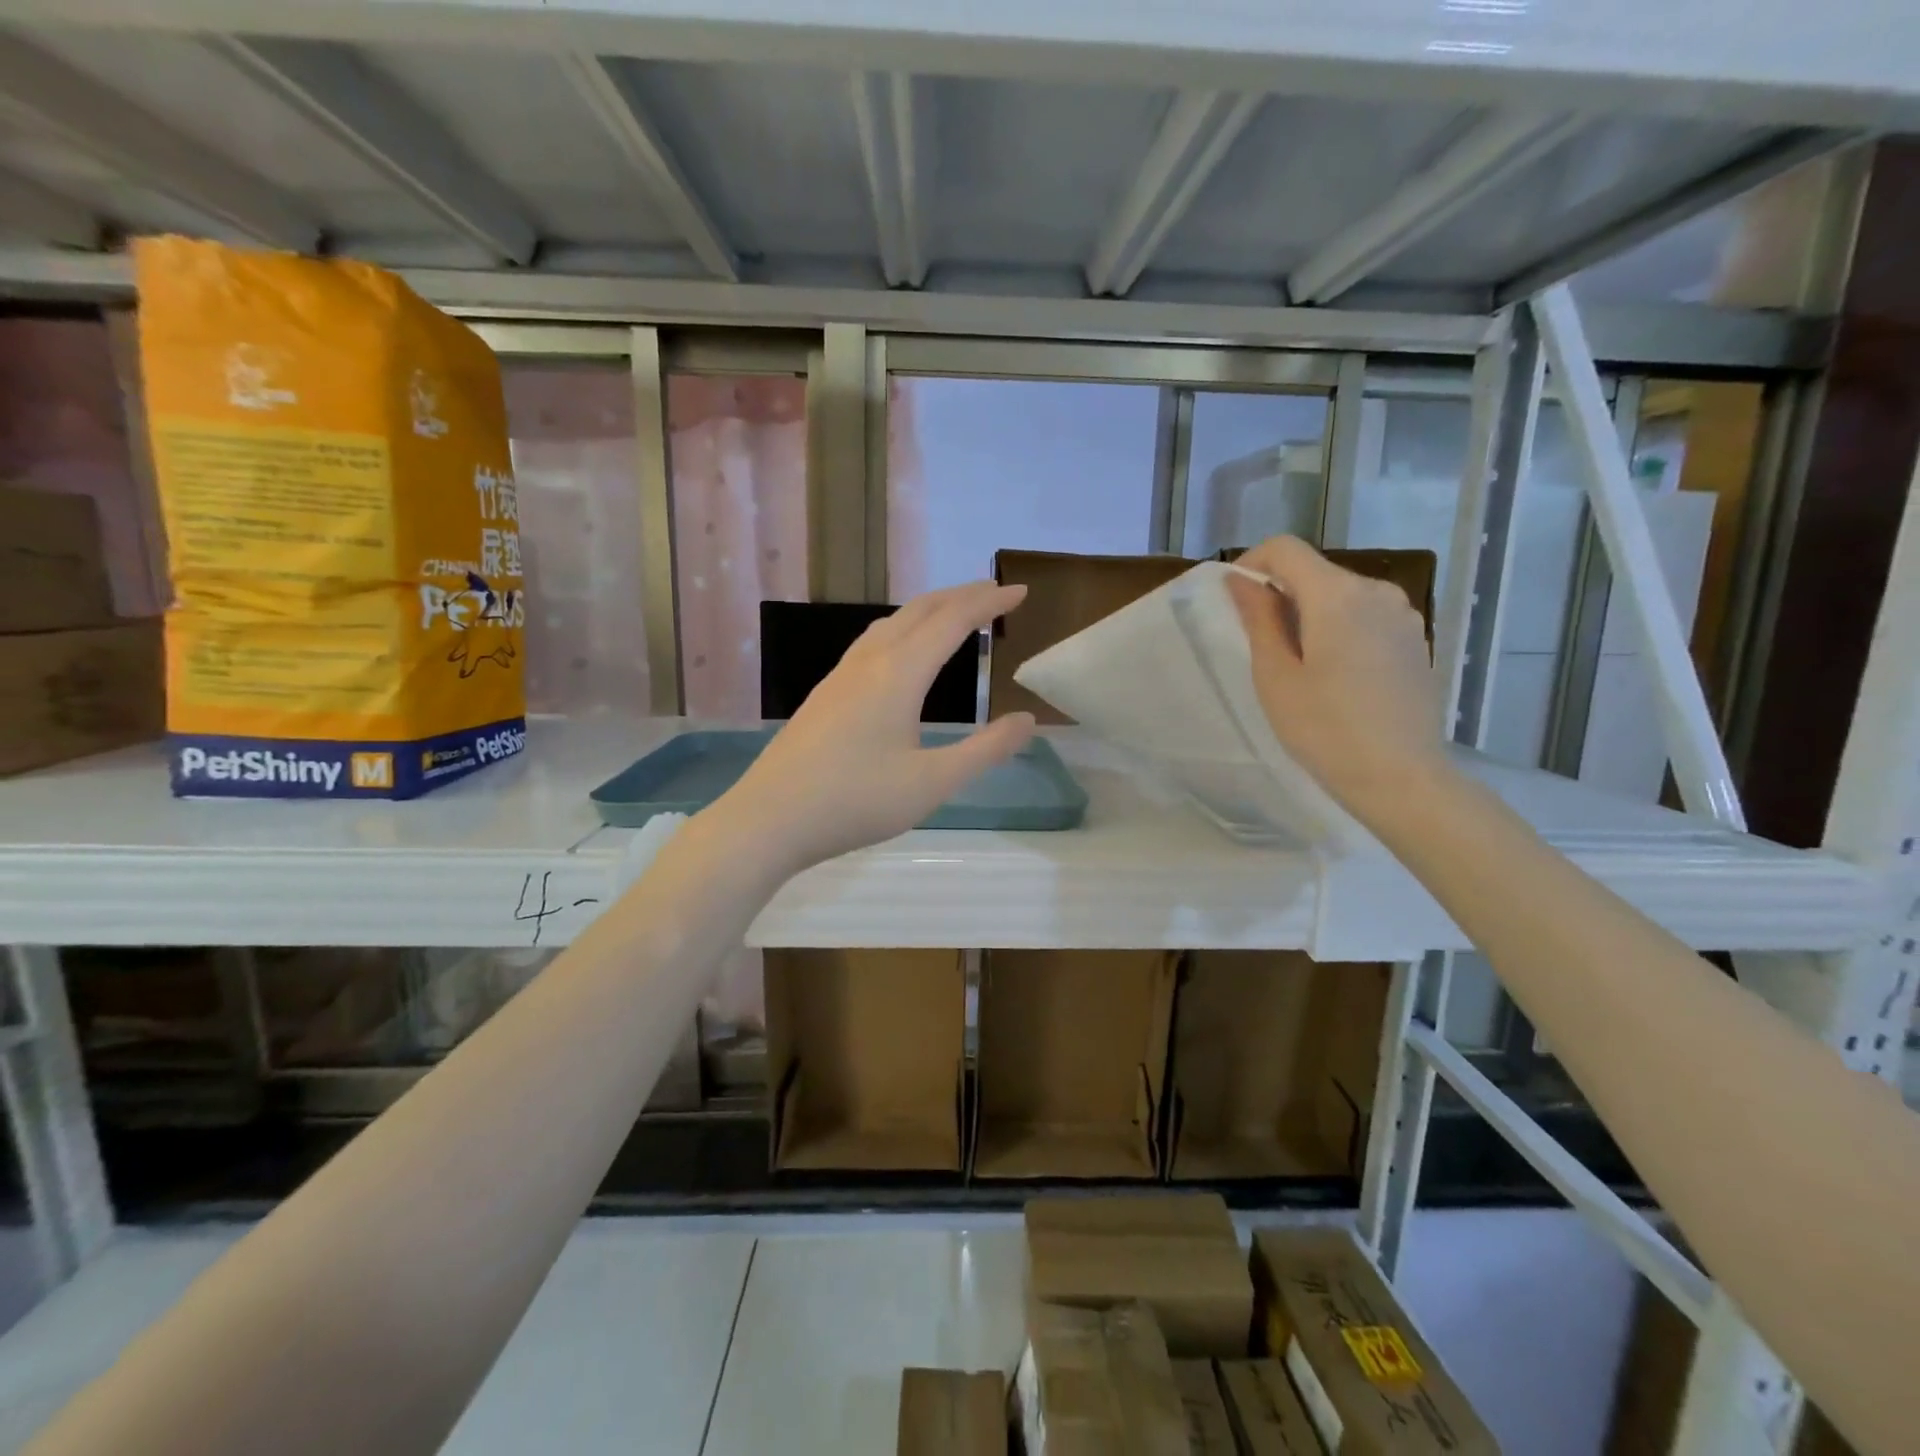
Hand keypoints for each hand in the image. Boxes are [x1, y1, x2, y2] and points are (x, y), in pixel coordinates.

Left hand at [713, 582, 1035, 874]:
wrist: (769, 819)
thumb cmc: (856, 802)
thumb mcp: (932, 783)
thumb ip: (985, 750)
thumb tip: (1027, 720)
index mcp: (899, 674)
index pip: (953, 621)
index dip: (989, 603)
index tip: (1021, 592)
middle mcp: (869, 662)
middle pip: (920, 610)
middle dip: (961, 596)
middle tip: (995, 594)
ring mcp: (840, 676)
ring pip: (891, 623)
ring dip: (929, 611)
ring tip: (954, 616)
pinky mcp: (824, 694)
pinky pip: (872, 642)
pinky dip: (904, 630)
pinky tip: (902, 656)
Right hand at [1226, 536, 1449, 819]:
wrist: (1401, 777)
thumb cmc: (1325, 730)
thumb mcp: (1276, 676)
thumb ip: (1259, 619)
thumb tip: (1242, 581)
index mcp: (1337, 595)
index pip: (1285, 550)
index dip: (1253, 564)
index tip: (1235, 600)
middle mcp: (1376, 591)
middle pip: (1315, 571)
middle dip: (1281, 594)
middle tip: (1261, 645)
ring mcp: (1403, 614)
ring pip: (1341, 594)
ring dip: (1311, 613)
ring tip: (1300, 665)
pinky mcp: (1415, 639)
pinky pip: (1366, 615)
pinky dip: (1340, 628)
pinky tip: (1336, 675)